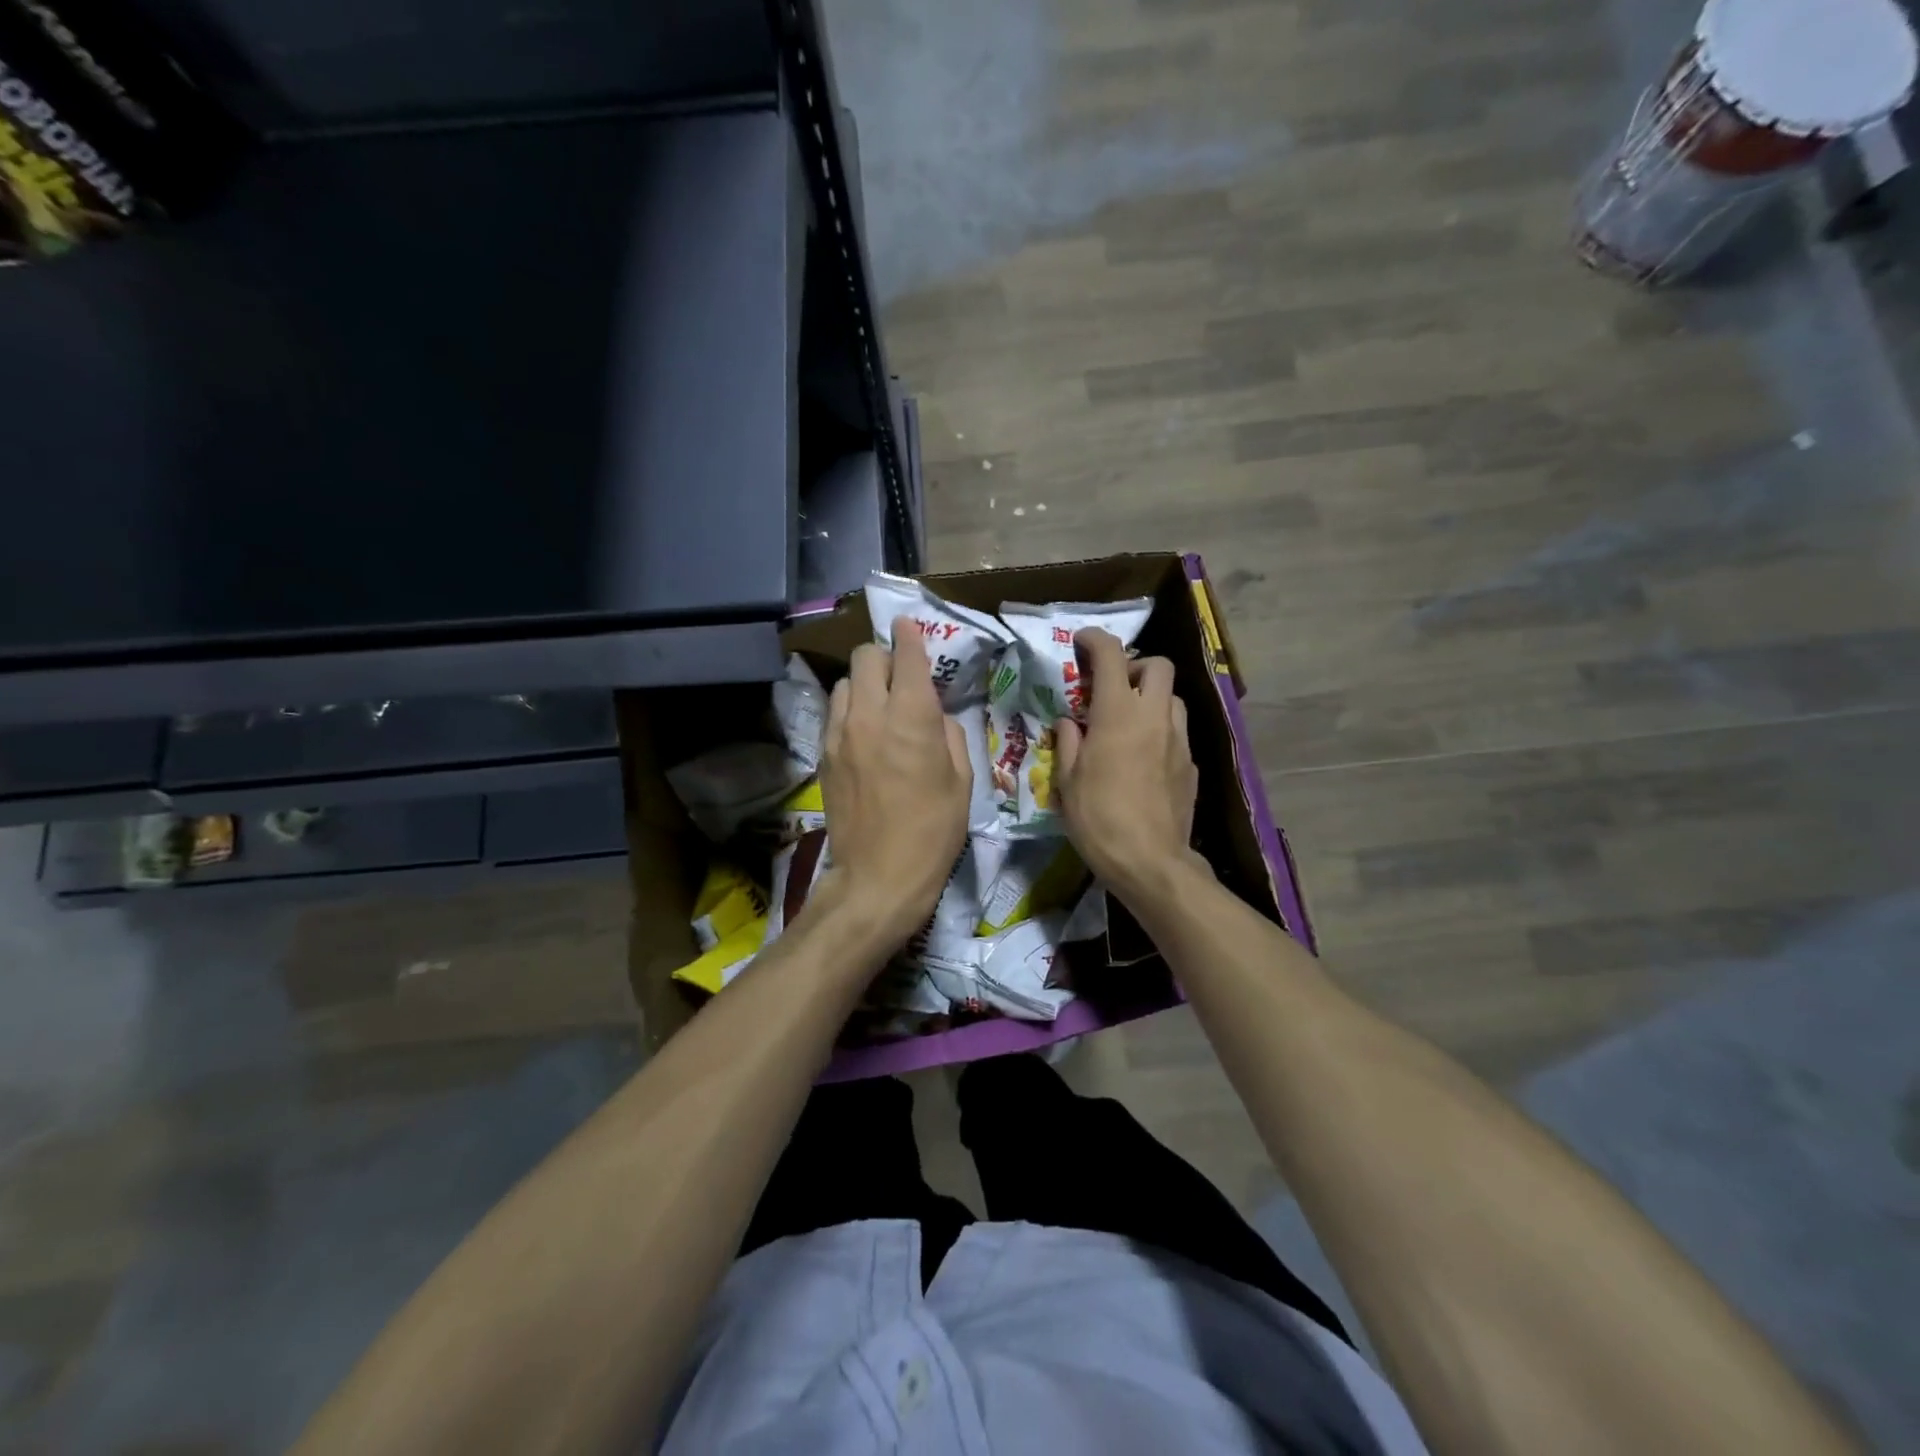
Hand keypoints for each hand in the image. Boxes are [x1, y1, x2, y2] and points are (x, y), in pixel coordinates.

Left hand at [816, 616, 971, 948]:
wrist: (879, 876)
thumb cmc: (933, 830)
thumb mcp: (962, 780)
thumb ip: (949, 734)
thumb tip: (935, 717)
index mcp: (910, 717)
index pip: (905, 655)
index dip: (910, 635)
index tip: (910, 625)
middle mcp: (869, 714)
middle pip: (866, 657)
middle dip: (885, 656)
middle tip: (900, 676)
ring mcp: (839, 734)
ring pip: (844, 683)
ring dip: (864, 684)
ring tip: (879, 706)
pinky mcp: (823, 755)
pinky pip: (835, 714)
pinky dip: (850, 711)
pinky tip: (863, 734)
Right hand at [1053, 629, 1201, 906]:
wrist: (1150, 861)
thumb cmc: (1098, 819)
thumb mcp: (1066, 782)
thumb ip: (1068, 742)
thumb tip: (1070, 723)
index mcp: (1118, 714)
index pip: (1112, 656)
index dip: (1095, 641)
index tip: (1082, 643)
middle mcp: (1154, 717)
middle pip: (1159, 666)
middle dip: (1136, 666)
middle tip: (1113, 689)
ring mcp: (1178, 740)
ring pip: (1172, 699)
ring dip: (1151, 699)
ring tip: (1129, 724)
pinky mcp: (1191, 764)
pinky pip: (1177, 732)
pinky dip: (1160, 732)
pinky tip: (1144, 758)